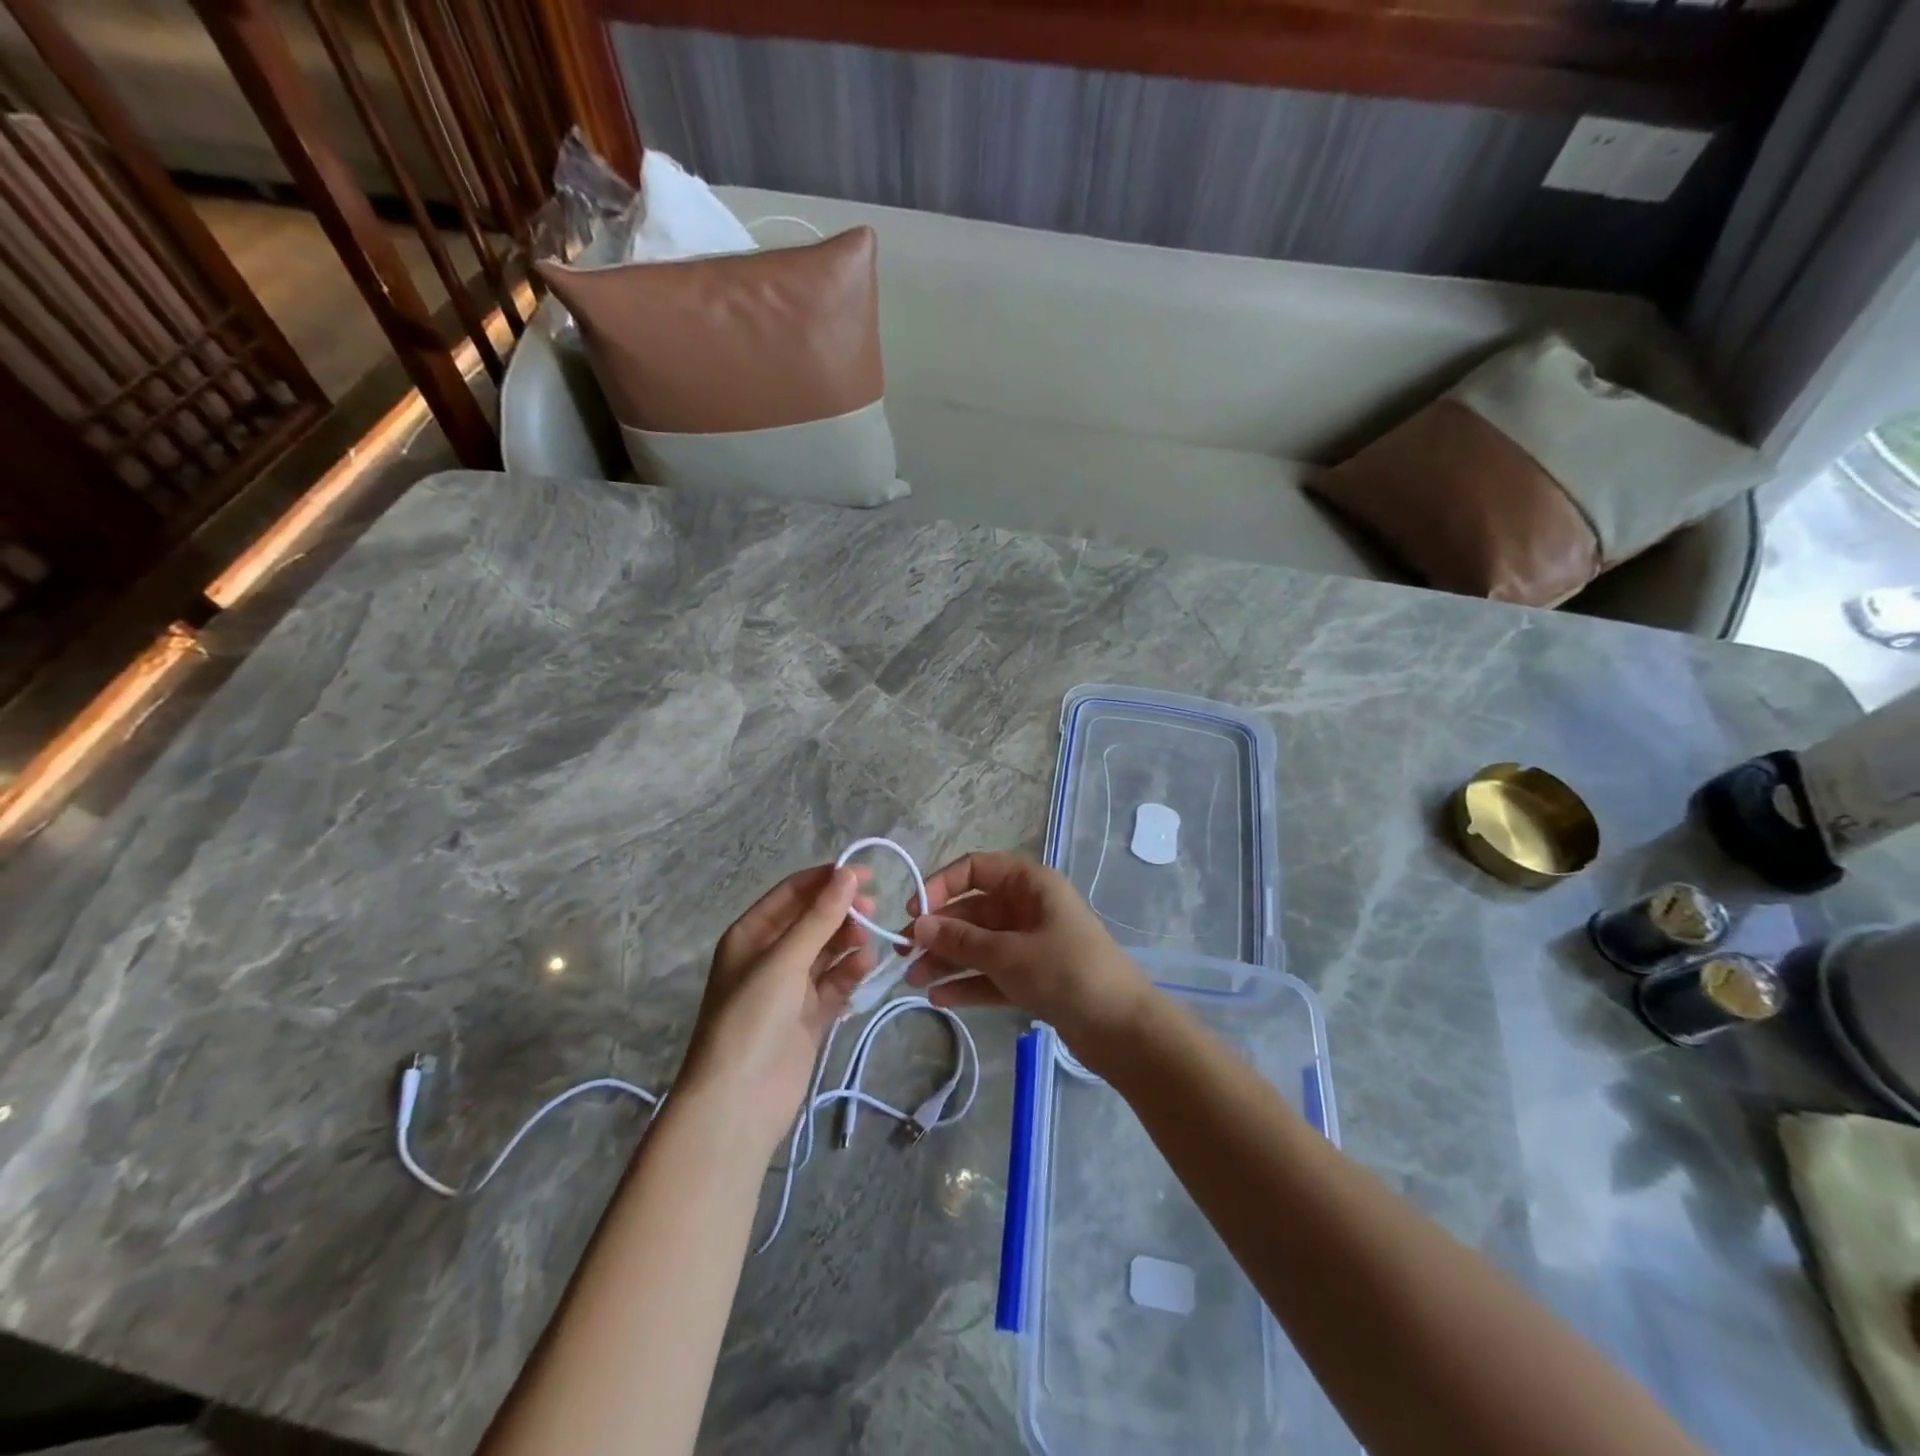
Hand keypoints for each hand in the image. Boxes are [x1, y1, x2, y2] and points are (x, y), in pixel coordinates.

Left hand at [676, 864, 876, 1157]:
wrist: (738, 1102)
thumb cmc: (752, 1018)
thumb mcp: (784, 960)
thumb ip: (820, 917)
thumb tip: (848, 872)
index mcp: (751, 935)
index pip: (793, 893)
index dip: (827, 879)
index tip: (865, 874)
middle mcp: (770, 956)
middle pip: (813, 921)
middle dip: (842, 913)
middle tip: (872, 912)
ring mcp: (790, 988)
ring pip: (828, 951)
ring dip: (850, 943)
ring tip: (869, 946)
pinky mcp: (809, 1016)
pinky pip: (835, 984)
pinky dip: (851, 974)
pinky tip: (865, 970)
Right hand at [903, 851, 1153, 1052]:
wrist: (1124, 1029)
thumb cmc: (1067, 973)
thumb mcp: (1009, 953)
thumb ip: (961, 940)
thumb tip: (918, 925)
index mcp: (1030, 884)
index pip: (975, 869)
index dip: (942, 885)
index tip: (914, 911)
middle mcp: (1029, 907)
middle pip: (973, 910)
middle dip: (939, 930)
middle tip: (904, 954)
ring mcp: (1032, 944)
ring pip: (980, 944)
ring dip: (947, 959)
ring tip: (913, 980)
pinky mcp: (1034, 977)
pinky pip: (992, 973)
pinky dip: (968, 983)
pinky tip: (939, 997)